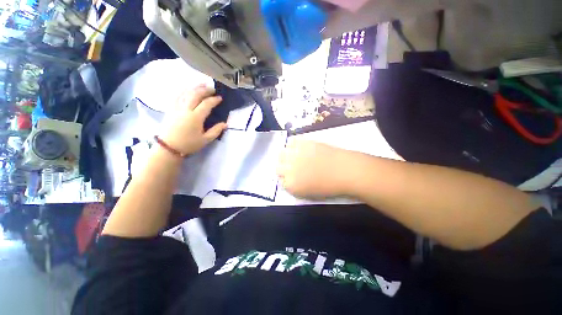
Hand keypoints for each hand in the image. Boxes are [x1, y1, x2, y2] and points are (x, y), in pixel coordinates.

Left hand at [159, 86, 227, 154]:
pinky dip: (184, 90)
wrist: (168, 147)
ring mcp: (176, 107)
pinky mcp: (170, 108)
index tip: (220, 98)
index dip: (214, 100)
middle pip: (195, 95)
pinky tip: (188, 89)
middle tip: (212, 88)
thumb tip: (225, 124)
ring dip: (195, 87)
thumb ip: (216, 131)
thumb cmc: (189, 144)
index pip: (206, 104)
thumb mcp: (205, 140)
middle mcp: (185, 109)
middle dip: (205, 90)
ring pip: (186, 93)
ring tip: (202, 85)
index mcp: (196, 117)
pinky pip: (177, 96)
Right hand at [277, 140, 351, 197]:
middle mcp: (289, 169)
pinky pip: (291, 141)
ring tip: (294, 155)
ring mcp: (295, 155)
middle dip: (283, 168)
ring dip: (286, 156)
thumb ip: (296, 187)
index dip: (286, 179)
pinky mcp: (303, 143)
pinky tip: (299, 147)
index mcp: (291, 185)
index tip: (292, 177)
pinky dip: (293, 144)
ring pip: (281, 153)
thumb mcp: (310, 194)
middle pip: (278, 167)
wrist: (346, 171)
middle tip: (292, 167)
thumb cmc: (330, 186)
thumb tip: (289, 179)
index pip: (281, 181)